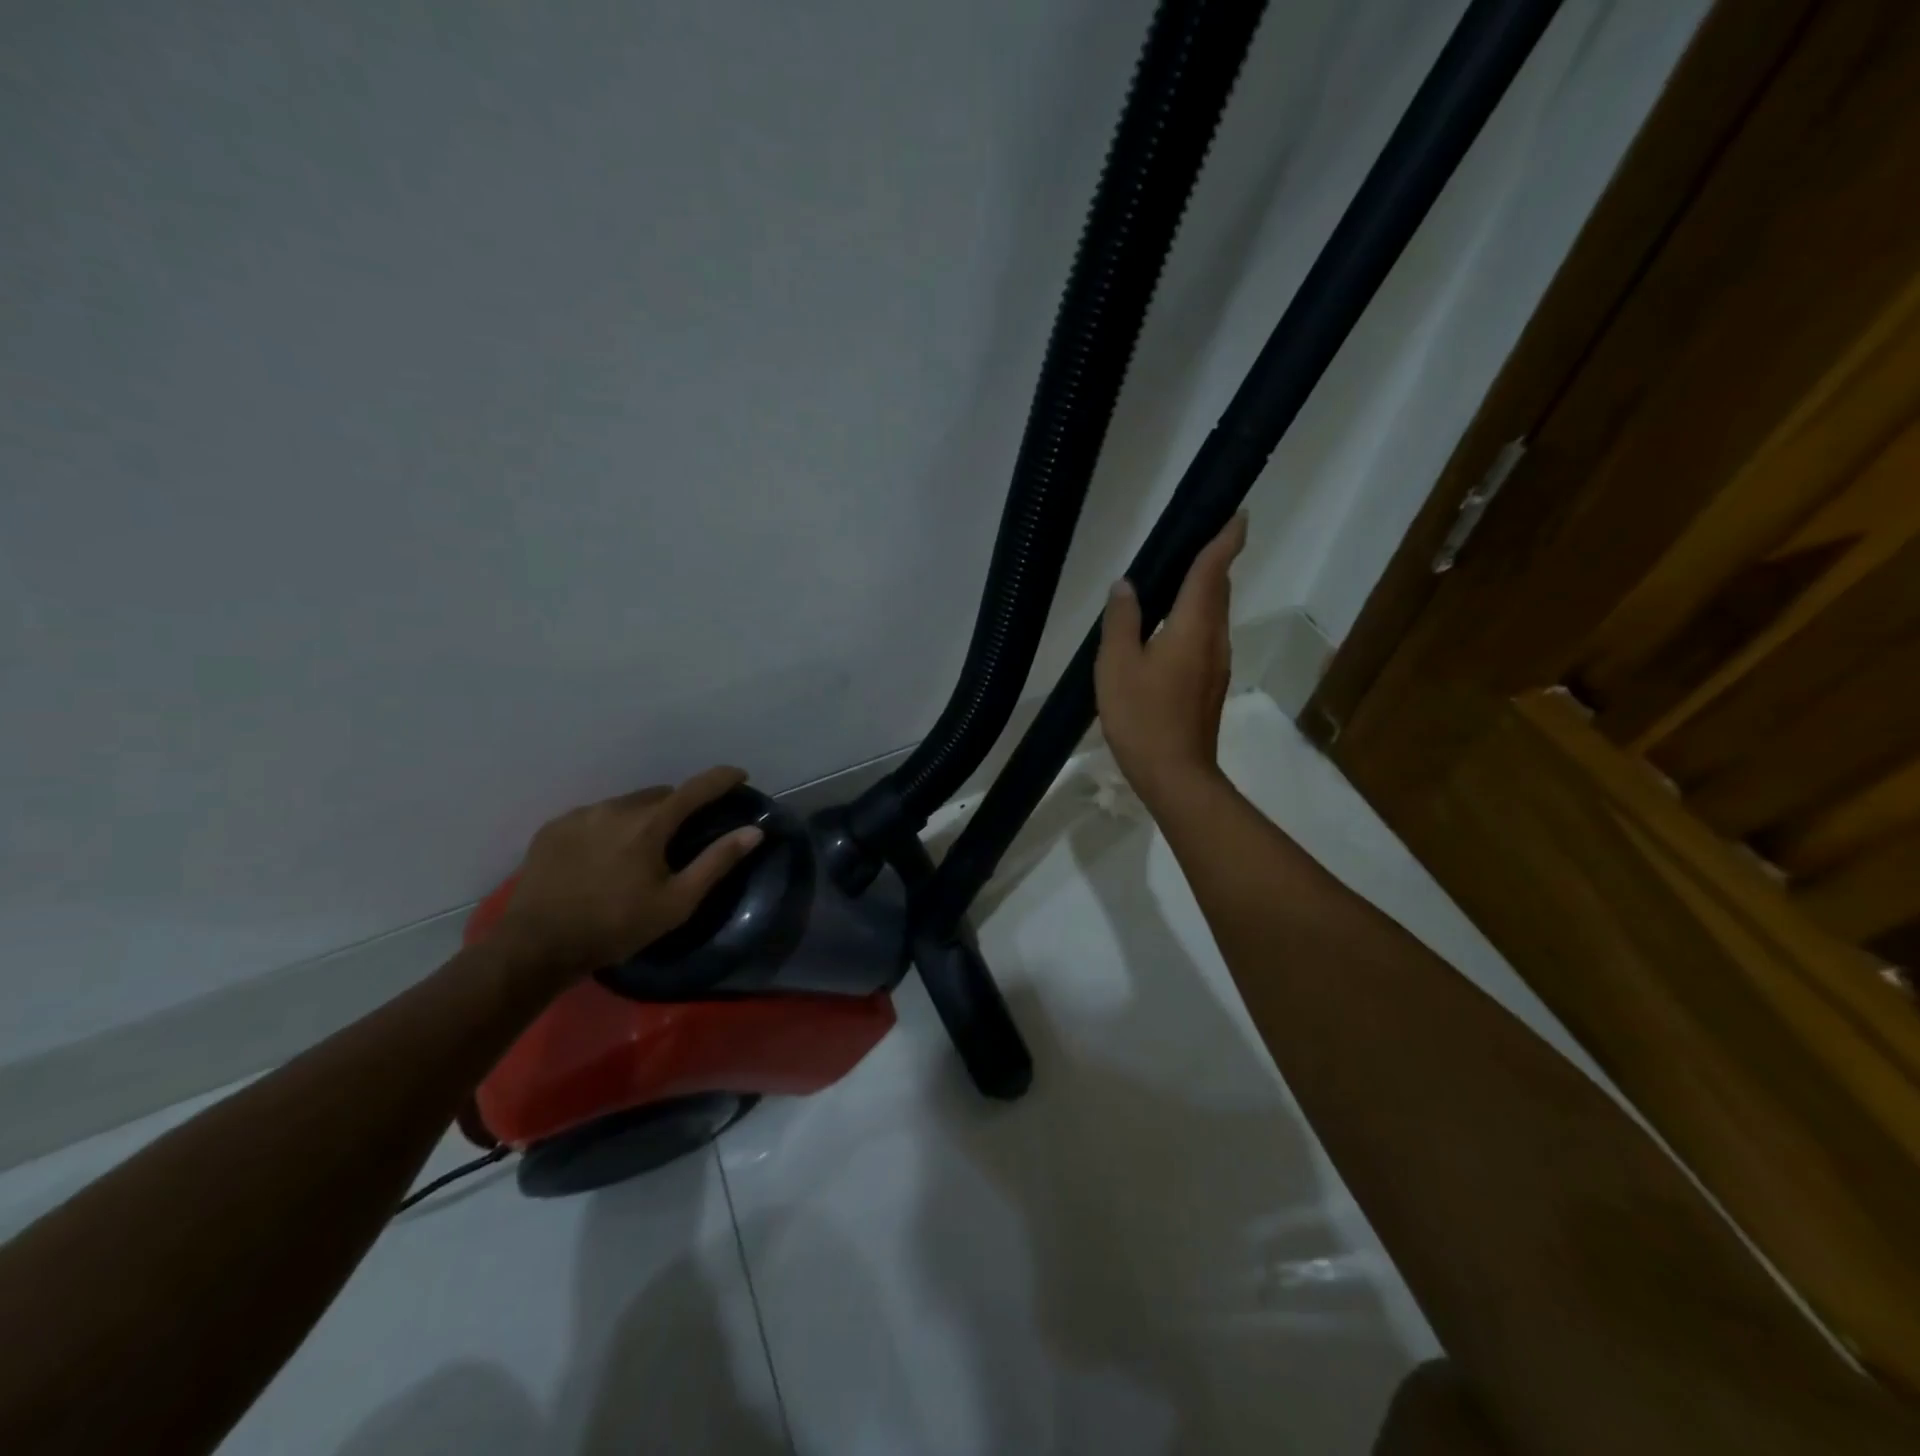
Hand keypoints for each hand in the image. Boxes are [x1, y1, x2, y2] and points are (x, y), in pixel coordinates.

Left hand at [498, 766, 764, 978]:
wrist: (535, 947)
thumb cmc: (615, 927)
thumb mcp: (676, 903)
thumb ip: (717, 862)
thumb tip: (754, 831)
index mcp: (649, 824)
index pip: (696, 788)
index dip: (722, 778)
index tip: (740, 775)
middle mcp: (615, 808)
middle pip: (660, 795)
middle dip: (678, 807)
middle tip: (683, 836)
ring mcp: (580, 815)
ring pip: (626, 804)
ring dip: (642, 818)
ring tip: (639, 850)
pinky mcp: (553, 828)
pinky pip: (594, 816)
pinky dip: (609, 827)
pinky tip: (604, 857)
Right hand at [1095, 512, 1246, 808]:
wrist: (1175, 774)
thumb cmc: (1142, 717)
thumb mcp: (1117, 665)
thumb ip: (1122, 621)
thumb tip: (1126, 585)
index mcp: (1193, 626)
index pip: (1213, 571)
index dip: (1225, 540)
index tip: (1237, 515)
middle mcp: (1214, 639)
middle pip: (1218, 590)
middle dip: (1214, 562)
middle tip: (1196, 541)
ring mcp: (1216, 664)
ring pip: (1213, 615)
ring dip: (1204, 592)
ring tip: (1177, 580)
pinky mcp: (1210, 685)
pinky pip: (1206, 637)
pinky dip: (1194, 619)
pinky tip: (1169, 629)